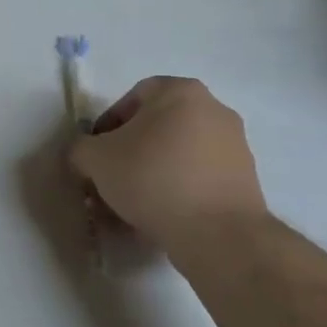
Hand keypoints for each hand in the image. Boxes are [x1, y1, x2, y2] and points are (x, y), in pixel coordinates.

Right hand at [68, 77, 265, 245]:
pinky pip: (200, 178)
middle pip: (157, 126)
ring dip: (153, 173)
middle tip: (111, 180)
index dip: (107, 126)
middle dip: (130, 152)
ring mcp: (235, 145)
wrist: (219, 235)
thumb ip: (80, 149)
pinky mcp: (246, 181)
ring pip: (178, 153)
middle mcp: (213, 108)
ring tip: (133, 205)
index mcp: (180, 91)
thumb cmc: (153, 179)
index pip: (132, 98)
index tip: (96, 155)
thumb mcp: (96, 159)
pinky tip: (161, 217)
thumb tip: (84, 155)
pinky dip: (179, 190)